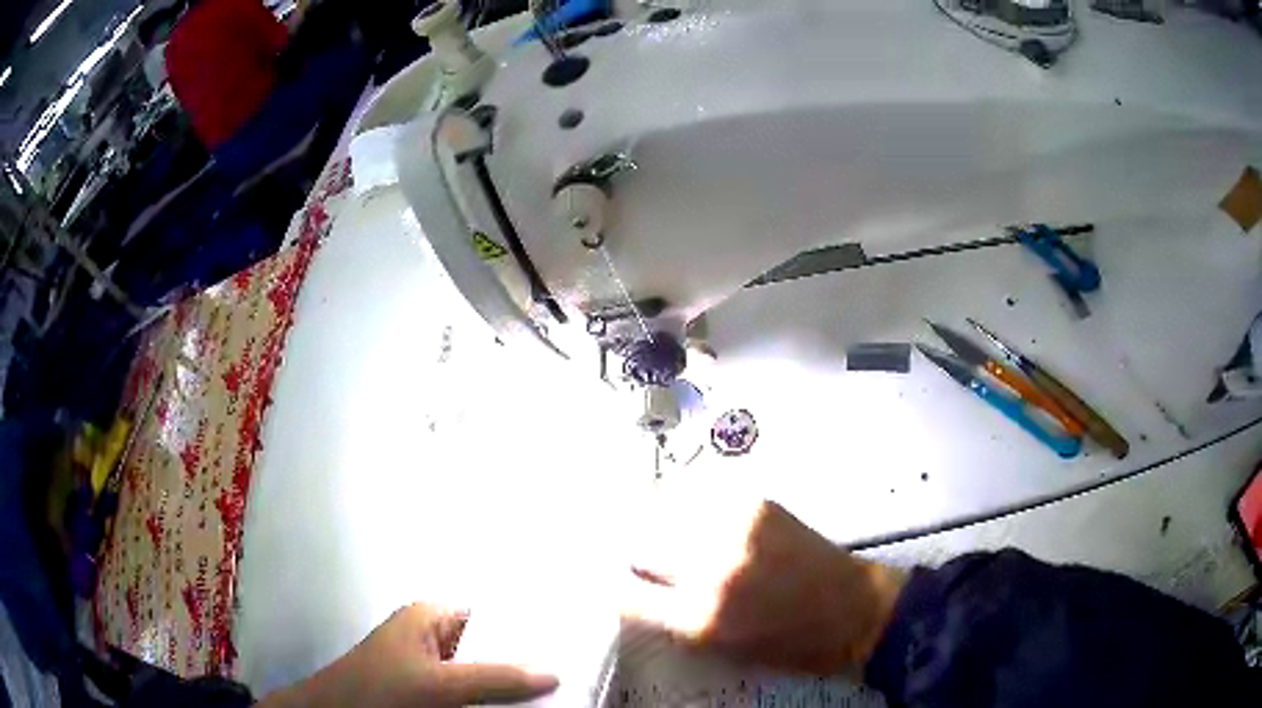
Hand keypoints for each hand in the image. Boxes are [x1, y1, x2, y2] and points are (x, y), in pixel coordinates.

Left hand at [260, 604, 558, 707]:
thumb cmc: (381, 688)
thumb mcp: (439, 684)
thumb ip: (494, 678)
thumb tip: (553, 672)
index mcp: (431, 616)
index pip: (491, 615)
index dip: (527, 627)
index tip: (568, 642)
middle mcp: (432, 635)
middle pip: (490, 646)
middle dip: (524, 661)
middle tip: (571, 671)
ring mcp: (429, 665)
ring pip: (481, 673)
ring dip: (510, 684)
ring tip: (558, 690)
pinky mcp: (427, 690)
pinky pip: (469, 692)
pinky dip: (491, 699)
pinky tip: (518, 706)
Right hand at [625, 499, 904, 675]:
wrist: (854, 610)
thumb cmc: (789, 645)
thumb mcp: (722, 649)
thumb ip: (676, 618)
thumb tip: (639, 586)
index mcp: (699, 619)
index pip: (626, 595)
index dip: (612, 585)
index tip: (609, 579)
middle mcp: (709, 570)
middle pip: (639, 543)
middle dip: (628, 546)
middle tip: (624, 544)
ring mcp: (733, 530)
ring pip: (665, 509)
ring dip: (653, 516)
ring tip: (651, 519)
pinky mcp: (755, 504)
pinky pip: (700, 493)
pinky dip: (685, 500)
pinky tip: (687, 508)